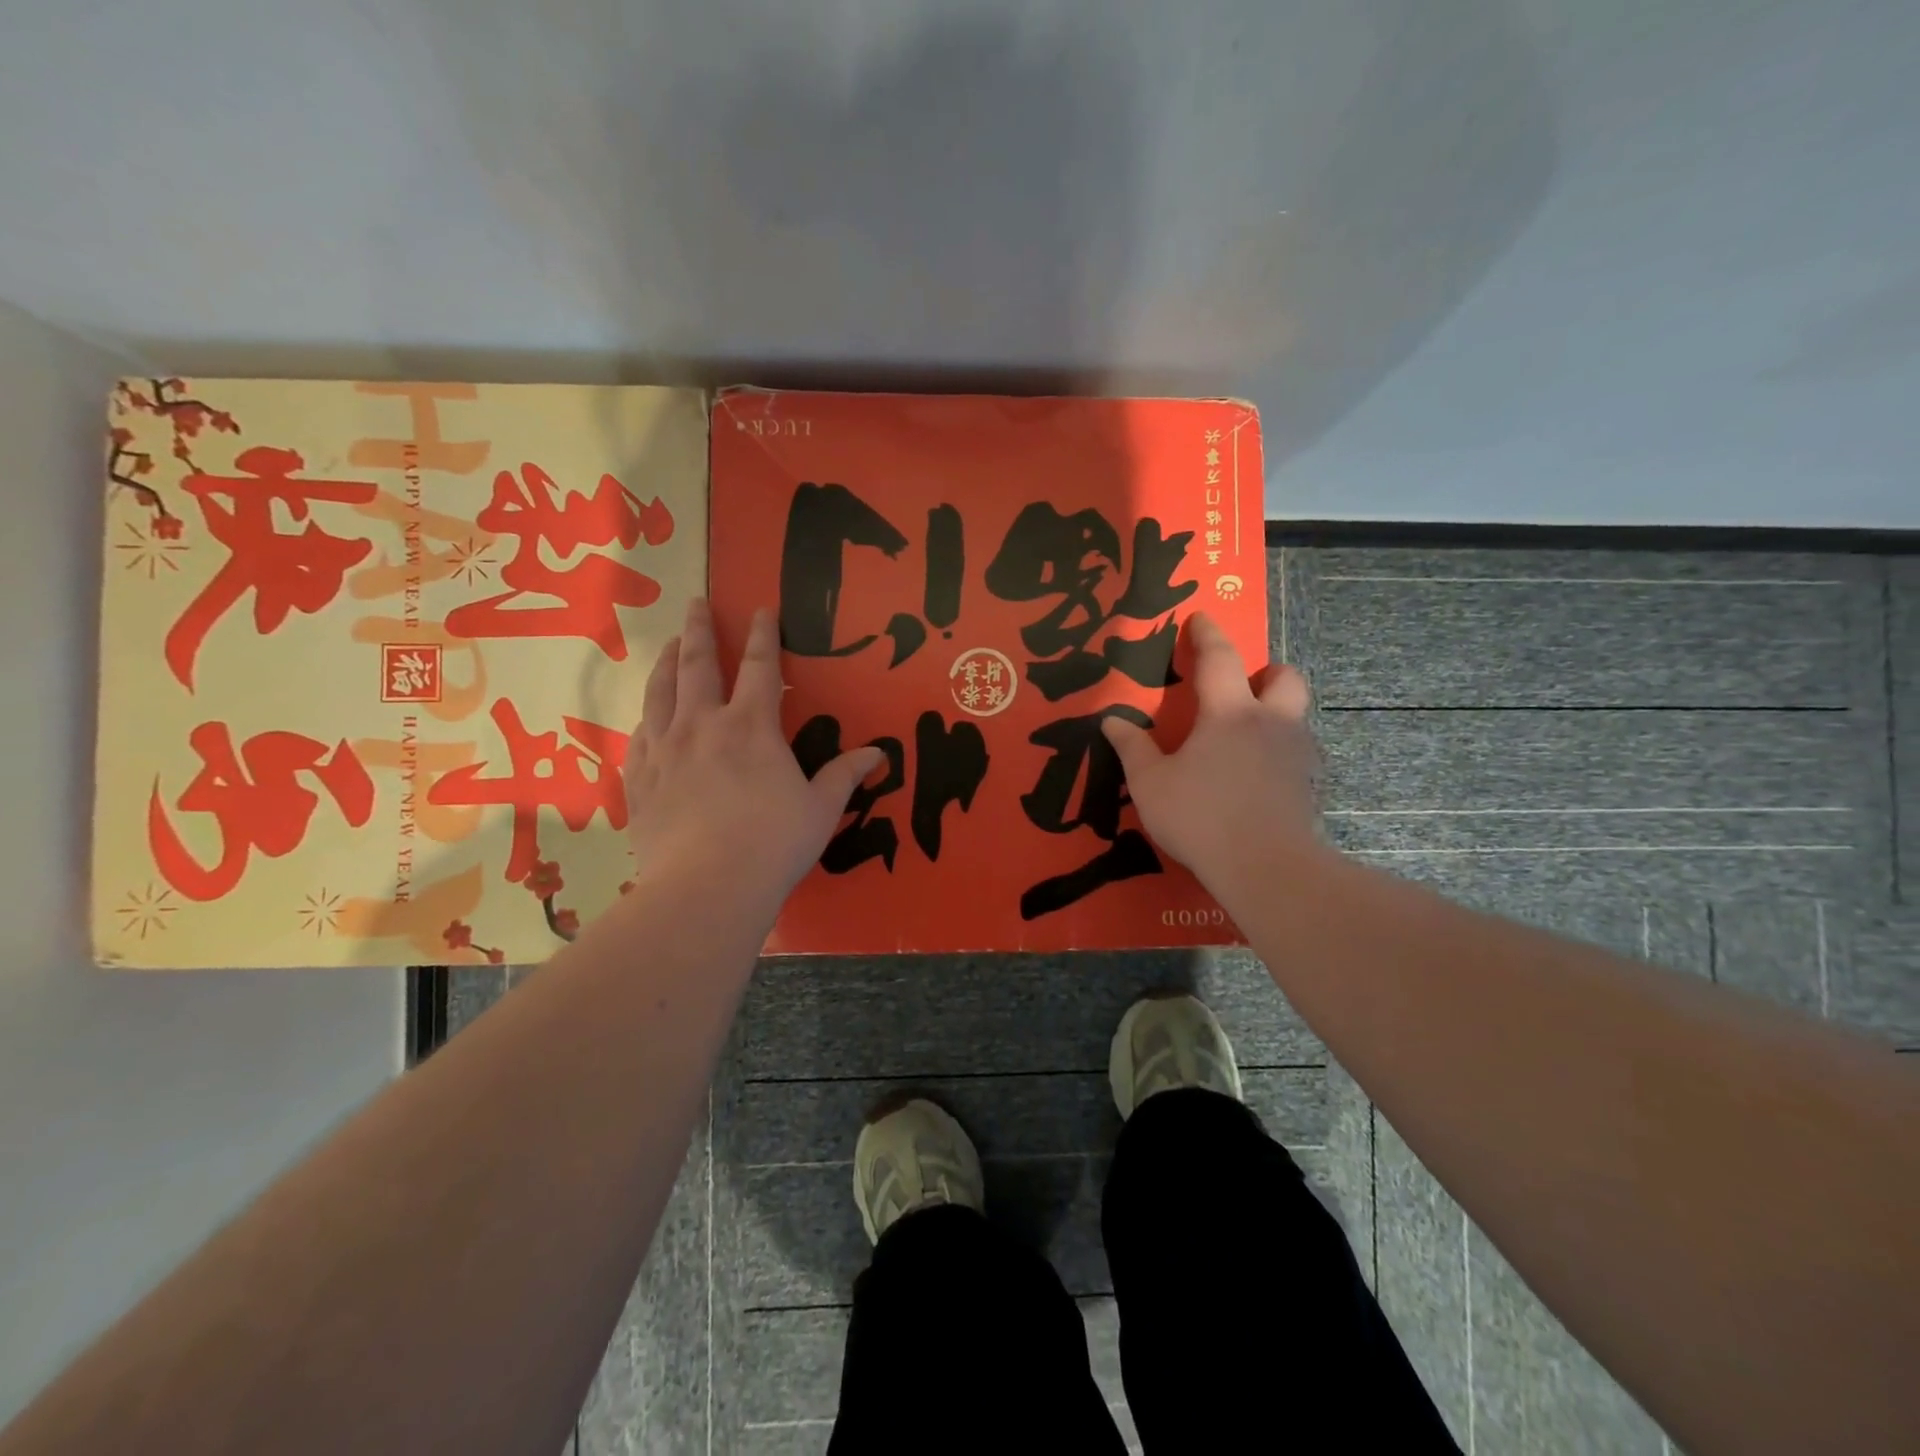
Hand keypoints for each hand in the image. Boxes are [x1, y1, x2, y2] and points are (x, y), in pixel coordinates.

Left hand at [624, 599, 881, 904]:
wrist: (706, 888)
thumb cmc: (773, 844)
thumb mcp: (820, 809)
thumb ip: (844, 775)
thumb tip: (878, 753)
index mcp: (751, 727)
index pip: (758, 666)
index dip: (761, 634)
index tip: (760, 608)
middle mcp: (702, 725)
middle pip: (696, 665)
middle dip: (698, 630)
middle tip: (695, 603)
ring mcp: (664, 750)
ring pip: (660, 692)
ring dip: (664, 663)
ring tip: (666, 646)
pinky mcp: (639, 779)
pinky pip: (639, 736)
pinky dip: (645, 718)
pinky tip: (646, 718)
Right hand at [1102, 612, 1320, 897]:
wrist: (1266, 868)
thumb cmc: (1201, 817)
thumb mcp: (1151, 784)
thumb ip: (1133, 748)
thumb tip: (1112, 720)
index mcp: (1229, 713)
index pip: (1220, 659)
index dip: (1208, 635)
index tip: (1202, 618)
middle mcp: (1270, 723)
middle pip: (1286, 678)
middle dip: (1267, 673)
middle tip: (1242, 688)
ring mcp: (1295, 755)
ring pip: (1295, 716)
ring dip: (1274, 714)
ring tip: (1244, 738)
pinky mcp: (1307, 786)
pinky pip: (1295, 753)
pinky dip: (1278, 753)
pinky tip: (1255, 778)